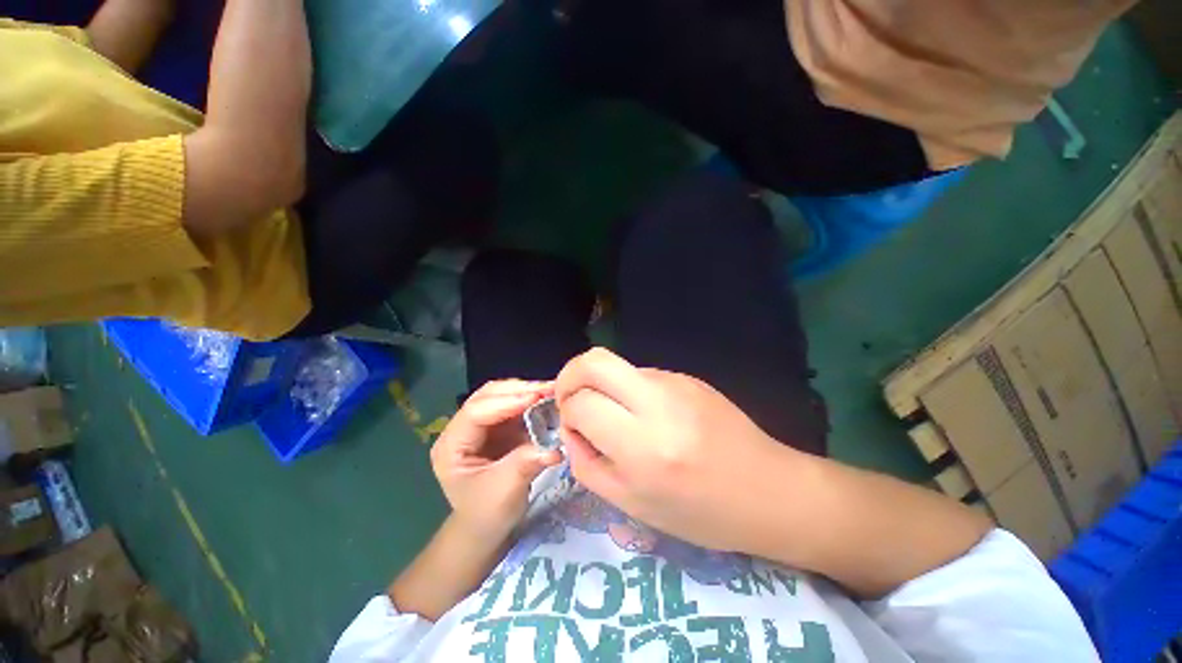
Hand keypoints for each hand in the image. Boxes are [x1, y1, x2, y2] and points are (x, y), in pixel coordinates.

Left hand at [430, 381, 563, 540]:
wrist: (487, 527)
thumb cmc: (488, 513)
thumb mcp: (505, 491)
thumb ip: (526, 464)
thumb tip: (554, 447)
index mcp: (451, 446)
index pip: (476, 412)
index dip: (507, 402)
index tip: (536, 398)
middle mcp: (462, 429)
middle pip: (487, 396)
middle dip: (519, 390)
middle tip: (549, 389)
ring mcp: (480, 426)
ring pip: (502, 396)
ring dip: (526, 391)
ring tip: (551, 391)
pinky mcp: (497, 427)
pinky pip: (514, 406)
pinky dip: (531, 401)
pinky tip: (547, 401)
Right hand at [555, 348, 795, 551]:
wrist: (768, 492)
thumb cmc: (700, 513)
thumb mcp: (632, 504)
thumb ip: (587, 464)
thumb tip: (571, 428)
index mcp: (643, 447)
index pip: (582, 404)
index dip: (567, 412)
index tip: (574, 427)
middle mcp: (659, 403)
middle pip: (594, 361)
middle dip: (570, 376)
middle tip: (572, 400)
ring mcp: (677, 383)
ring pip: (618, 365)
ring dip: (603, 385)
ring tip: (618, 416)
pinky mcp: (688, 377)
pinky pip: (642, 374)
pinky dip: (629, 390)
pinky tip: (649, 416)